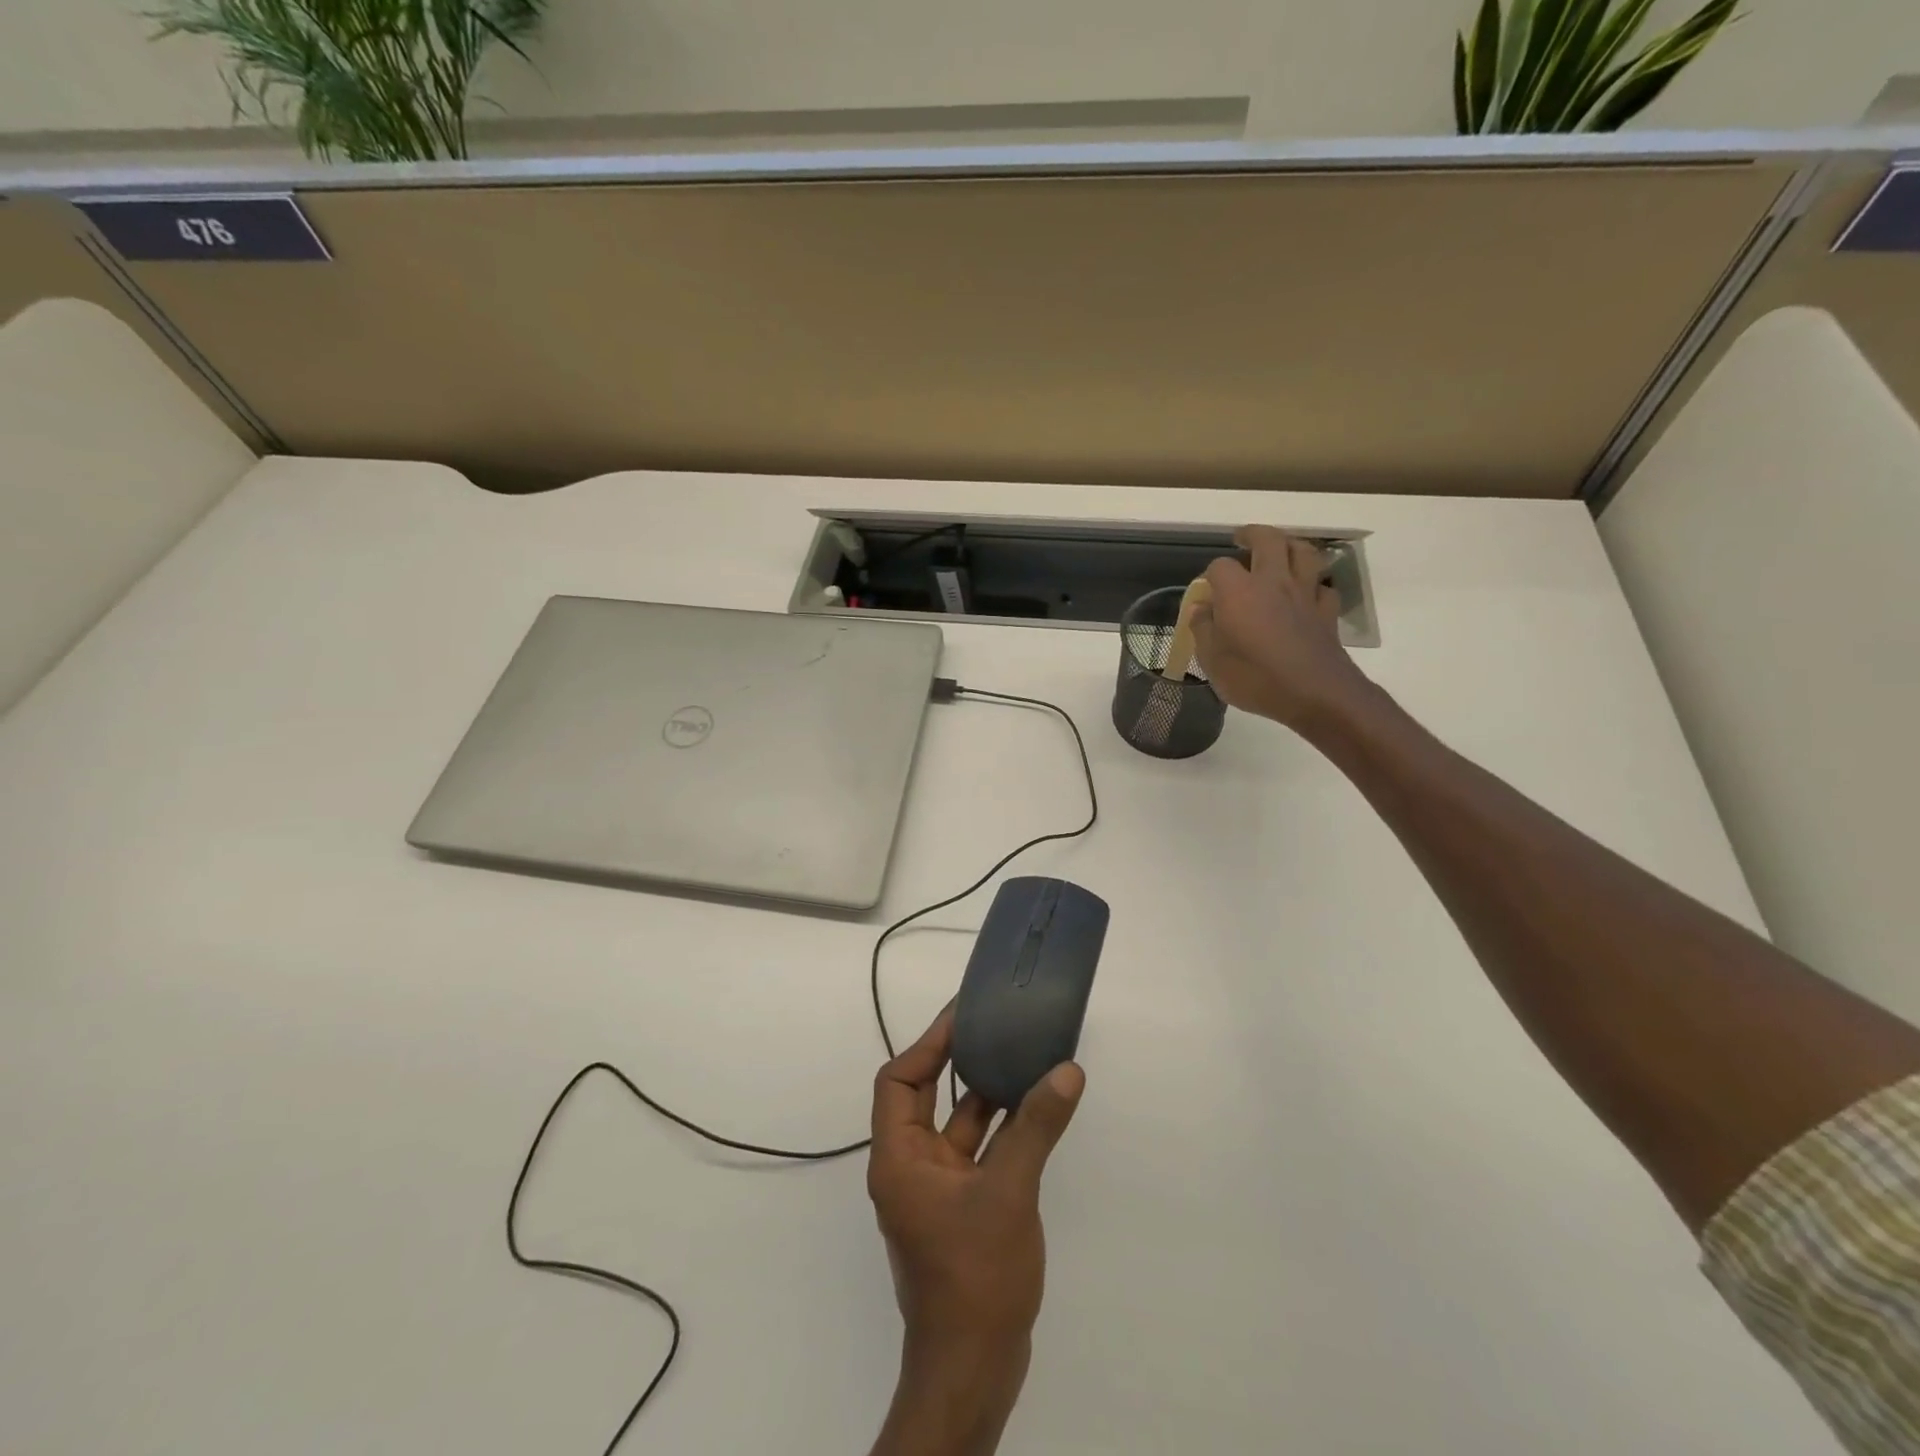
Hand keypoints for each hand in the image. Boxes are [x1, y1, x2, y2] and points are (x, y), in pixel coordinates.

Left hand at [866, 1007, 1085, 1455]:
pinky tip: (1036, 1111)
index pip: (899, 1081)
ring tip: (1022, 1057)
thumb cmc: (975, 1276)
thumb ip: (1035, 1128)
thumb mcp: (1008, 1192)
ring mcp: (937, 1192)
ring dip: (987, 1096)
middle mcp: (911, 1168)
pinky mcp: (963, 1211)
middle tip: (992, 1026)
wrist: (974, 1372)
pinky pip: (979, 1154)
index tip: (962, 1015)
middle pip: (926, 1097)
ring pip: (959, 1126)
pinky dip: (1002, 1131)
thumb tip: (1066, 1070)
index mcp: (899, 1158)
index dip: (928, 1044)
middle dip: (957, 1061)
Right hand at [1192, 525, 1372, 731]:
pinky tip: (1306, 593)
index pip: (1219, 566)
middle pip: (1268, 540)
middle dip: (1253, 534)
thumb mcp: (1212, 661)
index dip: (1210, 575)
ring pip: (1304, 552)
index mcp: (1239, 592)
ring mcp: (1305, 594)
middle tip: (1242, 539)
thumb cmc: (1255, 678)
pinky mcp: (1327, 612)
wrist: (1315, 694)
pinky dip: (1314, 583)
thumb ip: (1203, 629)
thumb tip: (1199, 608)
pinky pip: (1323, 586)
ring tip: (1280, 551)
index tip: (1206, 591)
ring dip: (1290, 545)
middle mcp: (1273, 582)